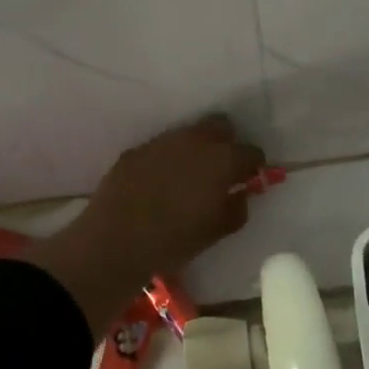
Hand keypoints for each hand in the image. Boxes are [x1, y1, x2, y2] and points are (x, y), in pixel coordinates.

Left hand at [78, 116, 264, 278]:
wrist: (114, 241)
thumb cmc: (174, 240)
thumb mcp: (216, 232)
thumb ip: (238, 208)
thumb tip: (240, 193)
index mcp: (222, 160)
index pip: (251, 151)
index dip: (253, 166)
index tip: (248, 180)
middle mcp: (195, 141)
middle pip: (221, 126)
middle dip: (226, 143)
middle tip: (221, 170)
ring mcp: (162, 141)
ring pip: (189, 133)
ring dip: (196, 148)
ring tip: (189, 176)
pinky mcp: (137, 150)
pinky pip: (162, 147)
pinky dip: (168, 158)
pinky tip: (160, 181)